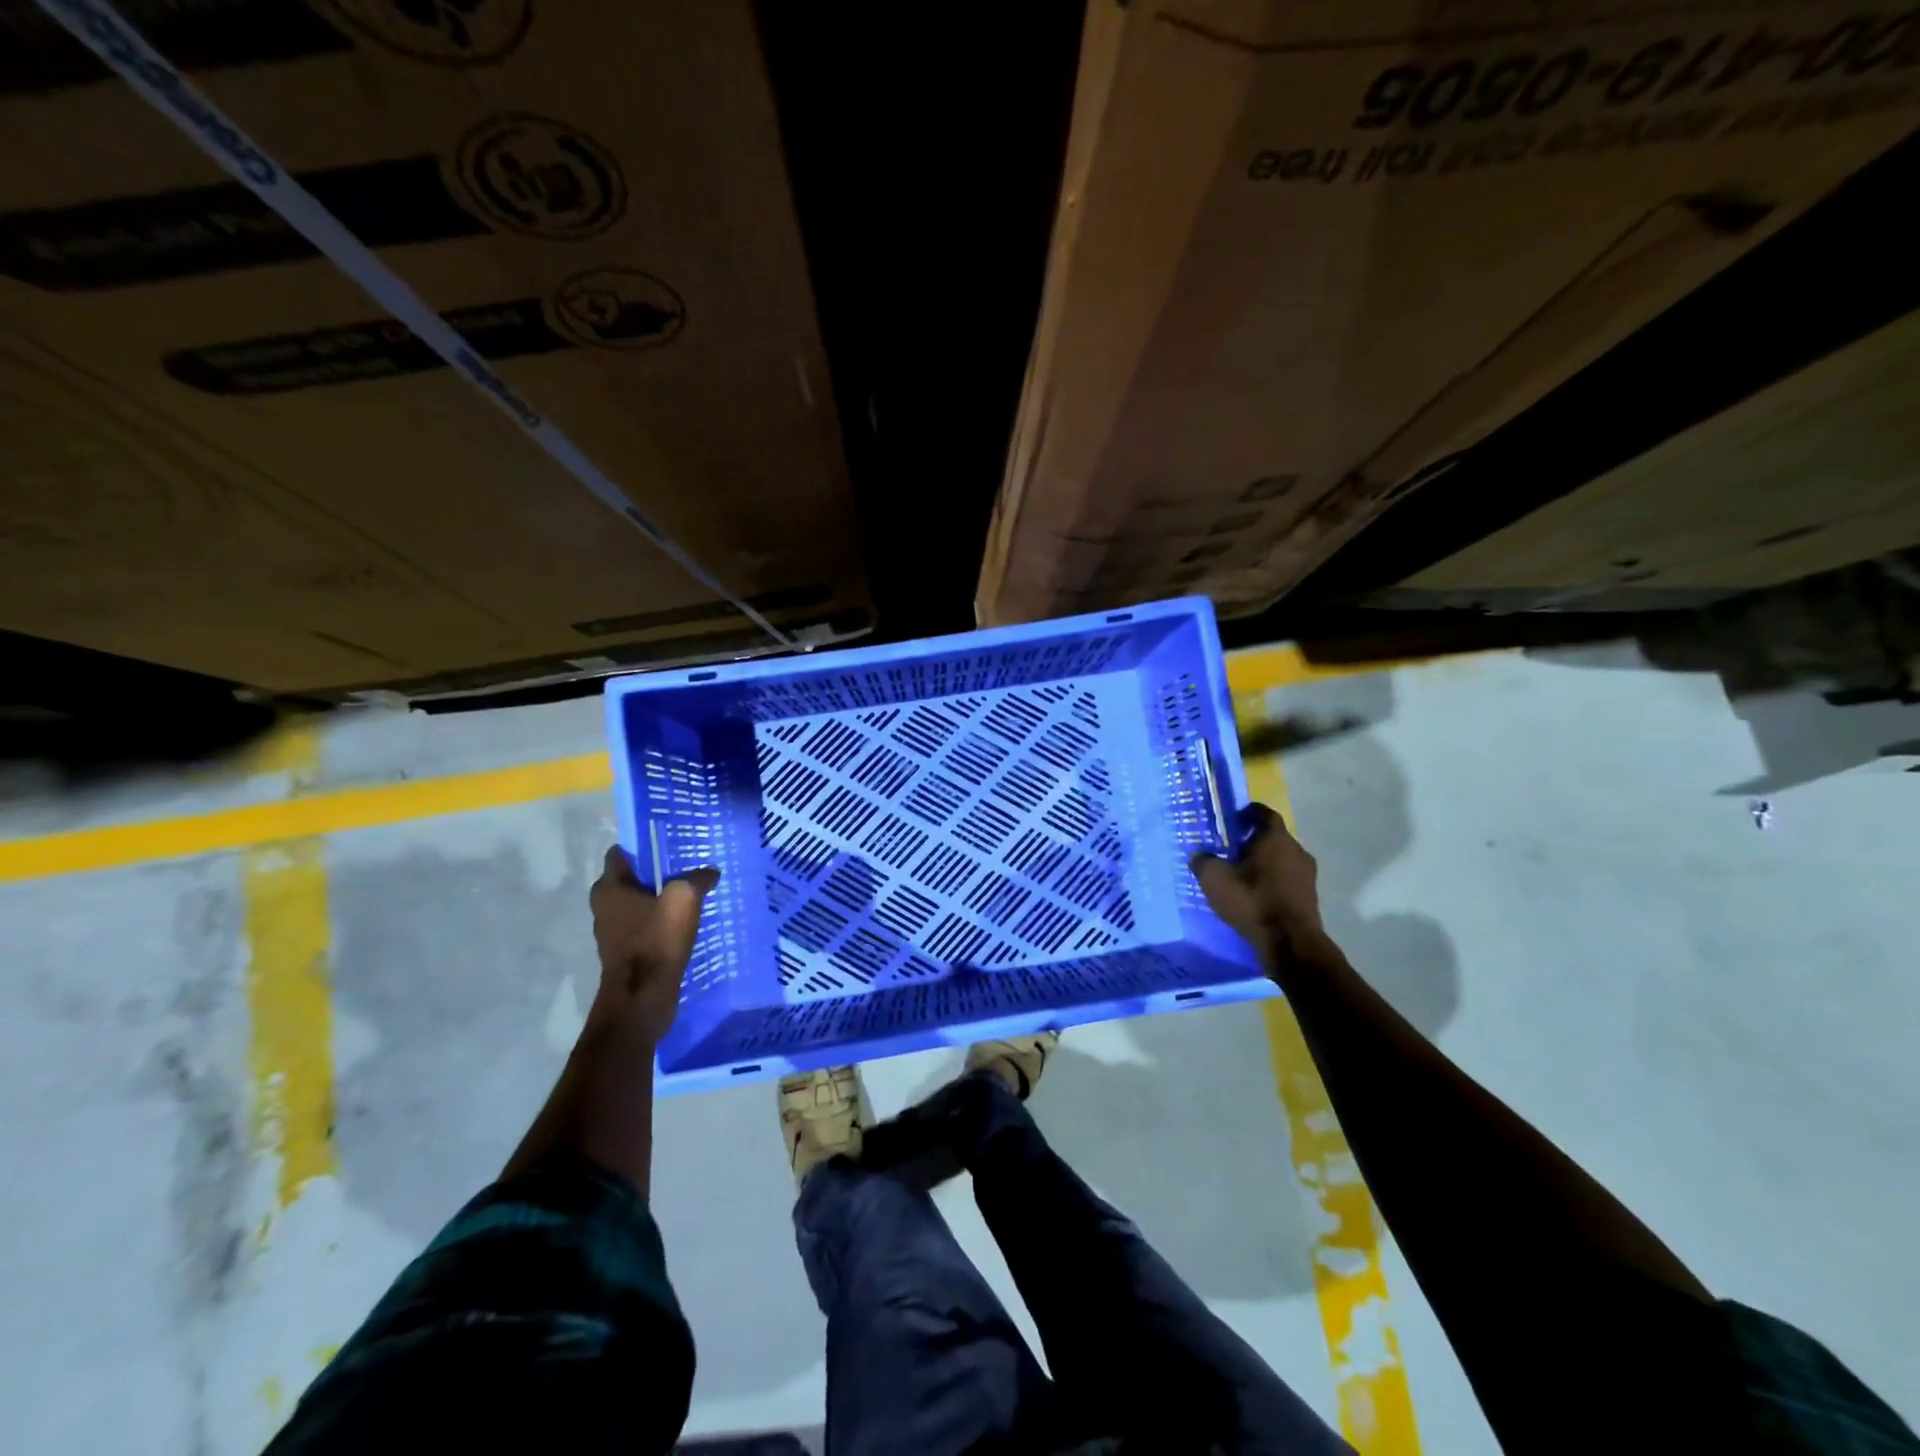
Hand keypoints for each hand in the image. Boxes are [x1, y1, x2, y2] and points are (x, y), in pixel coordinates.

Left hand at [589, 846, 718, 1045]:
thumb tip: (710, 872)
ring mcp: (612, 933)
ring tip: (687, 895)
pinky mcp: (625, 953)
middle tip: (683, 868)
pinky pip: (643, 927)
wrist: (642, 999)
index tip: (667, 842)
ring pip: (636, 905)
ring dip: (657, 900)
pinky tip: (683, 924)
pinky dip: (658, 923)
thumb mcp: (683, 900)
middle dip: (652, 873)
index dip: (642, 845)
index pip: (619, 854)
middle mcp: (604, 908)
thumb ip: (697, 879)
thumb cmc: (656, 941)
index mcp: (609, 889)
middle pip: (628, 879)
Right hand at [1192, 804, 1339, 980]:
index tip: (1232, 818)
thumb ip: (1204, 861)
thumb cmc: (1252, 901)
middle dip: (1252, 840)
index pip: (1265, 813)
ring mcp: (1307, 876)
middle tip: (1230, 849)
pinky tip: (1254, 896)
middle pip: (1273, 837)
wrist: (1290, 944)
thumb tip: (1200, 855)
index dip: (1248, 812)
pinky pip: (1286, 880)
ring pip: (1281, 860)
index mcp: (1276, 839)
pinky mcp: (1309, 898)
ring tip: (1240, 875)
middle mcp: (1297, 851)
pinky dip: (1271, 882)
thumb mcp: (1215, 879)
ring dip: (1263, 863)